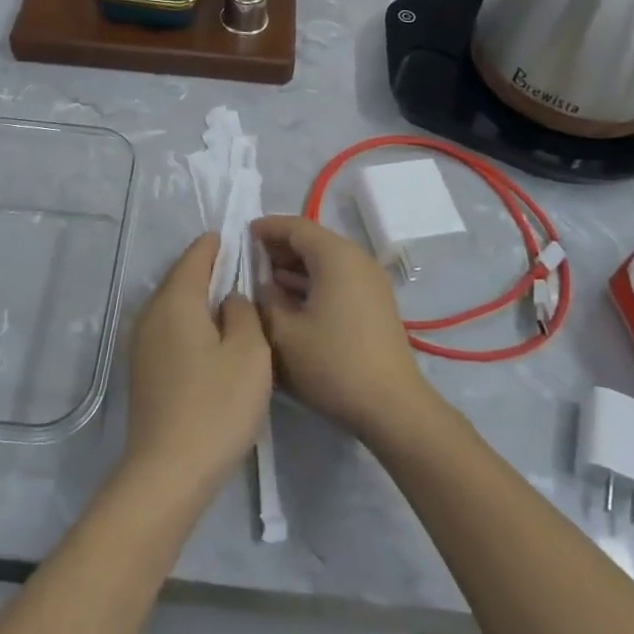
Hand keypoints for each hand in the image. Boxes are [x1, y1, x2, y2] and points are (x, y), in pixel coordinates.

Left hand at [122, 235, 272, 499]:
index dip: (218, 244)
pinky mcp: (142, 369)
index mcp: (176, 299)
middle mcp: (152, 312)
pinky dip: (189, 322)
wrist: (167, 473)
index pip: (196, 255)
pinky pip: (168, 328)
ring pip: (173, 304)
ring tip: (230, 304)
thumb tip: (229, 298)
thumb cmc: (215, 407)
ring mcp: (141, 342)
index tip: (240, 239)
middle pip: (180, 277)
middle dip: (208, 269)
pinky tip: (209, 340)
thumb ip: (244, 312)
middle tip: (241, 270)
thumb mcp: (249, 353)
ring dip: (198, 298)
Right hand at [252, 215, 434, 445]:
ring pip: (326, 260)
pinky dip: (313, 281)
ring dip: (296, 266)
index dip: (266, 228)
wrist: (392, 407)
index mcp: (336, 256)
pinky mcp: (375, 302)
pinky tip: (292, 301)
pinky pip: (338, 277)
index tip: (241, 236)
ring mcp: (370, 281)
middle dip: (279, 247)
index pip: (295, 226)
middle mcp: (357, 259)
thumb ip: (265, 300)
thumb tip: (262, 284)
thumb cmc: (333, 364)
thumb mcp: (284, 333)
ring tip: (265, 282)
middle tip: (249, 261)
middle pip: (313, 240)